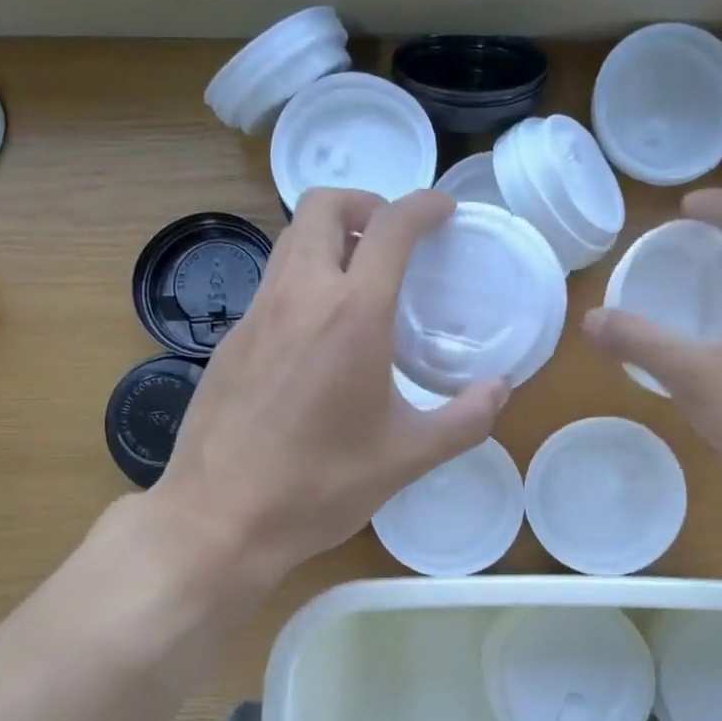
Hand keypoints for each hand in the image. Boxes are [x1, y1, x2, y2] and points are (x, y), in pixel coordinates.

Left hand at [148, 189, 507, 585]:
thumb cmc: (320, 486)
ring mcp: (256, 314)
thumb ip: (465, 419)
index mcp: (352, 314)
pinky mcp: (230, 339)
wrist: (220, 517)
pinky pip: (272, 282)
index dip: (423, 206)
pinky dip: (303, 277)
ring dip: (329, 236)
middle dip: (365, 202)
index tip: (444, 212)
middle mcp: (299, 296)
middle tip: (394, 236)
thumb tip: (500, 389)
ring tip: (360, 275)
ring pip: (290, 240)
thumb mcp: (407, 457)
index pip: (390, 226)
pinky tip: (318, 331)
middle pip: (323, 206)